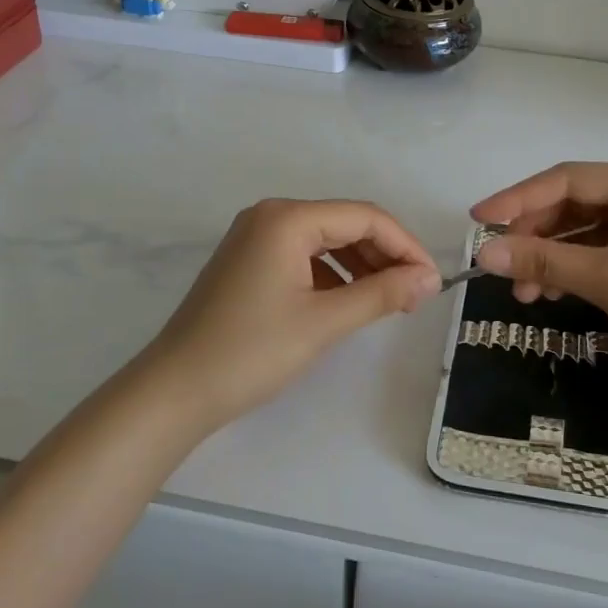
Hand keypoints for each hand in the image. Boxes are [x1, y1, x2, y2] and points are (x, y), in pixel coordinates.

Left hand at [136, 199, 440, 432]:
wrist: (174, 391)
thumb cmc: (250, 352)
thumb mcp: (324, 322)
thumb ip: (382, 294)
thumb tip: (430, 279)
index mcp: (287, 218)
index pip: (365, 217)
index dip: (406, 246)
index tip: (432, 281)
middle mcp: (271, 215)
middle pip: (346, 224)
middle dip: (385, 256)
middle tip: (415, 295)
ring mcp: (255, 237)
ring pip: (326, 241)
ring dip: (362, 266)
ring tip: (390, 301)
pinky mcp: (248, 261)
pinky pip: (304, 256)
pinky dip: (333, 275)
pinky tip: (350, 302)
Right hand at [471, 163, 607, 393]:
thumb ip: (544, 263)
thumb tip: (483, 255)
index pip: (568, 179)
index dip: (519, 198)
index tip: (478, 219)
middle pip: (571, 204)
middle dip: (534, 237)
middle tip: (501, 267)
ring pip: (579, 231)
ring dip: (548, 259)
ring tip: (523, 294)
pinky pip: (594, 251)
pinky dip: (568, 270)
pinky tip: (548, 294)